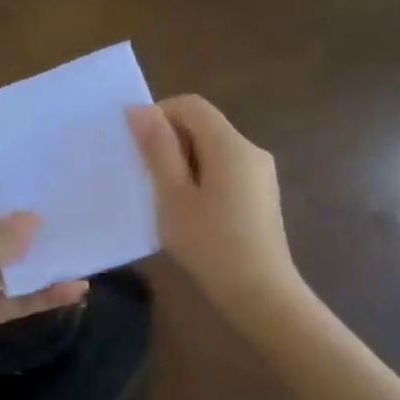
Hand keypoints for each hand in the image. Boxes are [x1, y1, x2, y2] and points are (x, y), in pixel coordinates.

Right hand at [128, 95, 302, 323]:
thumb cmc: (210, 244)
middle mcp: (250, 149)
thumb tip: (139, 109)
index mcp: (230, 144)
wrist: (261, 294)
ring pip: (213, 149)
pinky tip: (190, 212)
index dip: (159, 115)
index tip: (137, 148)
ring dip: (183, 162)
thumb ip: (157, 149)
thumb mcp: (173, 196)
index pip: (190, 104)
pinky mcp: (261, 195)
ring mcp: (260, 173)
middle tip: (146, 177)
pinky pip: (225, 170)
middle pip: (203, 125)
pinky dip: (201, 178)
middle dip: (170, 142)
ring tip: (164, 198)